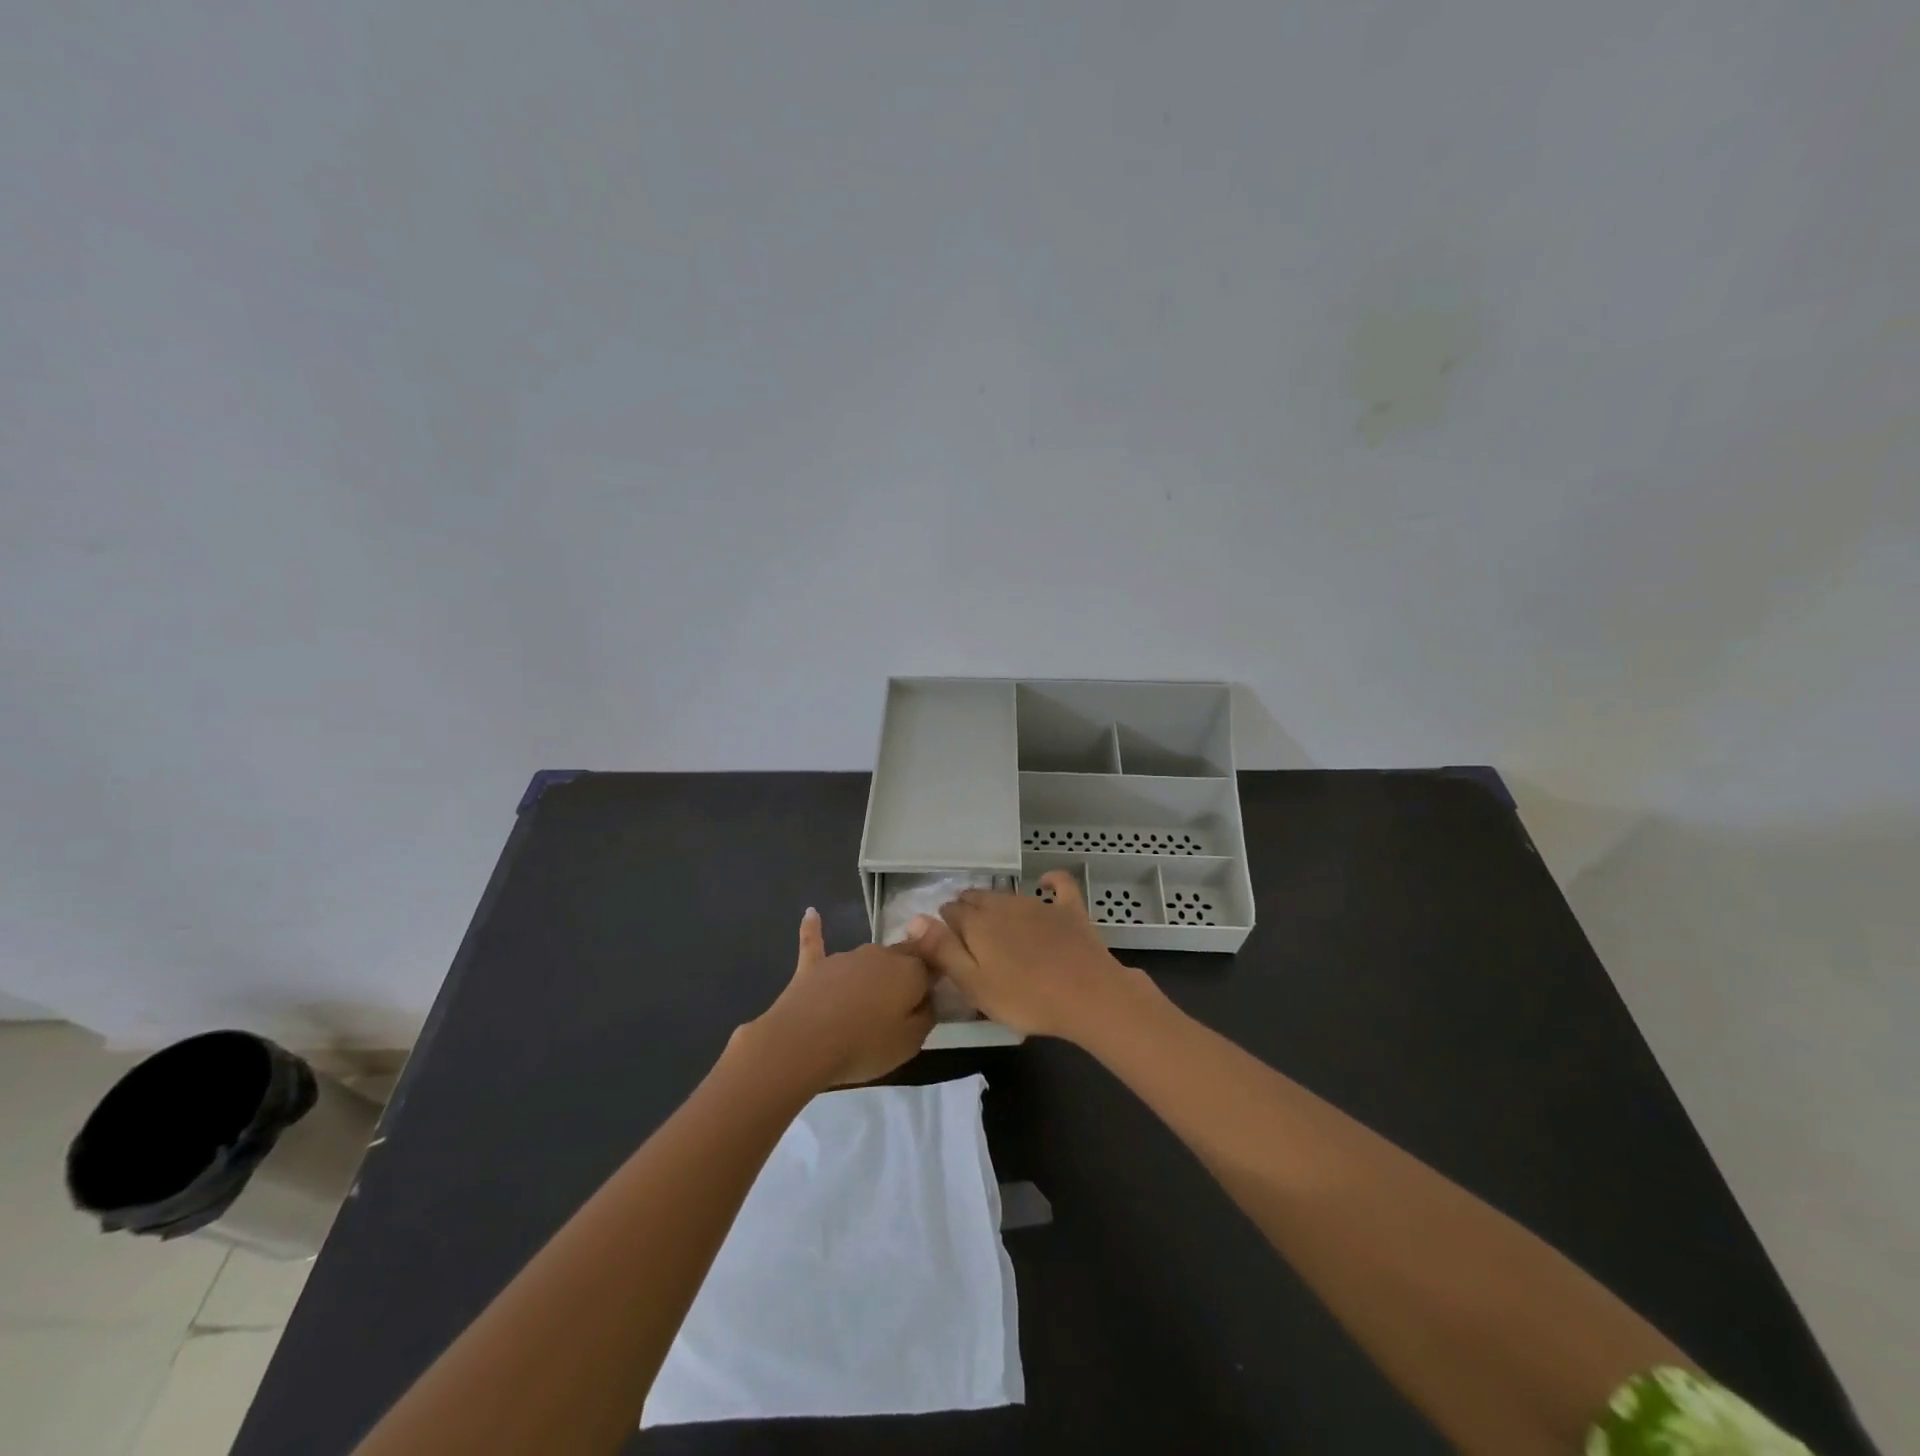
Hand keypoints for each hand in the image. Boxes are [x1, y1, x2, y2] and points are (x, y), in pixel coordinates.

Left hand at [746, 908, 933, 1087]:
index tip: (926, 1005)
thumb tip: (927, 1001)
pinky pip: (815, 941)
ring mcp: (846, 957)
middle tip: (900, 1001)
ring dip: (871, 972)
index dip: (930, 985)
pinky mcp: (814, 965)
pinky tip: (811, 913)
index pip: (930, 968)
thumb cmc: (864, 1046)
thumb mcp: (910, 1044)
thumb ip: (925, 1017)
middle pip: (901, 957)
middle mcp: (881, 954)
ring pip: (867, 957)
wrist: (804, 1042)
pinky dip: (814, 928)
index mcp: (909, 971)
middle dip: (904, 973)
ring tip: (866, 1002)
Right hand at [901, 872, 1142, 1040]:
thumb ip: (942, 951)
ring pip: (1008, 896)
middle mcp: (1004, 905)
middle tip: (966, 934)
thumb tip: (913, 919)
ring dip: (997, 903)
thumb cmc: (1025, 998)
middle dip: (967, 910)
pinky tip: (1047, 882)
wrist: (1087, 995)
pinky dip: (1051, 881)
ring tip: (994, 920)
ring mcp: (1039, 905)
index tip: (944, 942)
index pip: (950, 912)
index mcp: (977, 924)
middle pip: (977, 899)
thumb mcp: (974, 984)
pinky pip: (1059, 885)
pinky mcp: (1069, 910)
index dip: (943, 924)